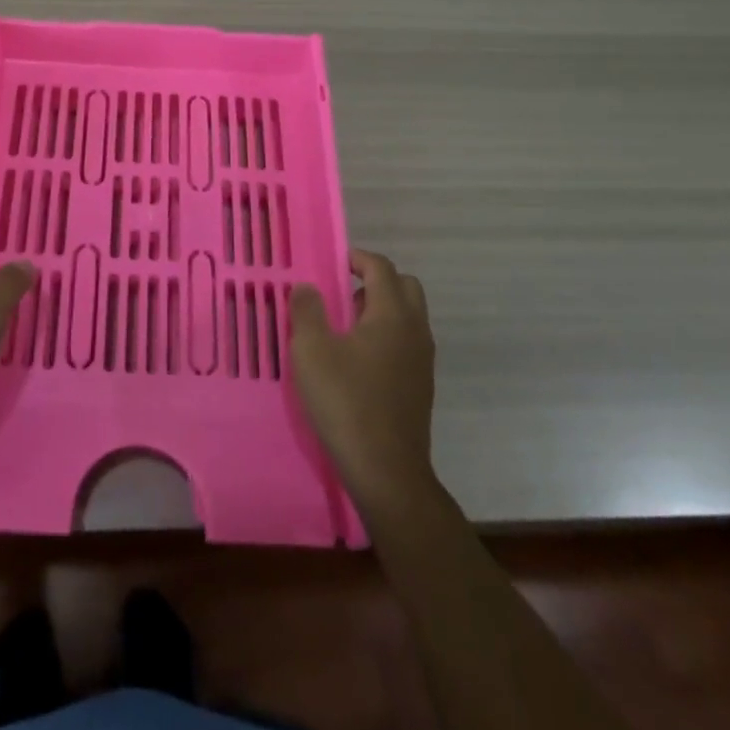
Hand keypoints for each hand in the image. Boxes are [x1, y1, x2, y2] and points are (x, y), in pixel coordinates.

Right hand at [289, 250, 436, 512]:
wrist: (386, 471)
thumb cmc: (346, 401)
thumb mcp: (312, 350)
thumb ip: (307, 310)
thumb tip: (308, 286)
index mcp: (392, 314)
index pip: (381, 267)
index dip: (357, 257)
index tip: (333, 262)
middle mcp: (415, 330)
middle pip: (404, 286)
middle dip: (375, 280)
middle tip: (343, 293)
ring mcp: (422, 360)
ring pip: (408, 316)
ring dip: (381, 309)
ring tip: (345, 328)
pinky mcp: (420, 386)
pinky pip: (407, 342)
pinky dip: (387, 336)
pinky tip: (358, 361)